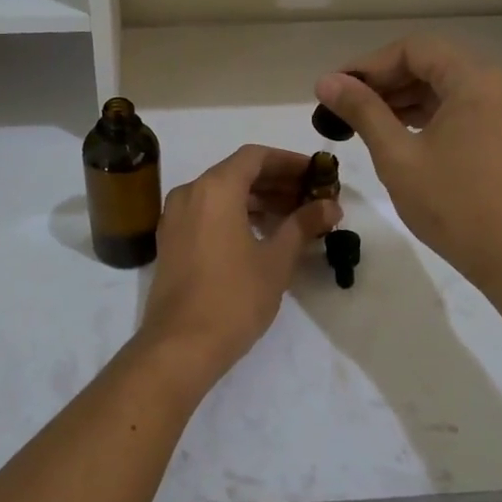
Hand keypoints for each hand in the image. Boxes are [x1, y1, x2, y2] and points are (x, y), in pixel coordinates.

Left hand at [137, 146, 341, 385]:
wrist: (180, 345)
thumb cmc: (234, 297)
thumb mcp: (276, 260)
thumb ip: (303, 225)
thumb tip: (331, 206)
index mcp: (215, 188)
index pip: (255, 157)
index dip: (288, 161)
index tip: (316, 174)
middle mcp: (190, 193)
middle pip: (237, 173)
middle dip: (276, 182)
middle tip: (310, 197)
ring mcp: (175, 217)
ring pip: (220, 194)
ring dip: (256, 199)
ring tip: (293, 217)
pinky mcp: (170, 240)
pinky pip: (206, 213)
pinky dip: (234, 214)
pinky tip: (261, 234)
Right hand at [315, 37, 501, 290]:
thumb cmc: (453, 204)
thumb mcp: (397, 155)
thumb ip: (362, 110)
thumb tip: (326, 81)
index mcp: (475, 79)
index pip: (413, 49)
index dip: (368, 65)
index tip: (335, 88)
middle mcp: (496, 82)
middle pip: (430, 62)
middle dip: (383, 80)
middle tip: (343, 105)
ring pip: (443, 84)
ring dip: (402, 97)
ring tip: (361, 120)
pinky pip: (458, 106)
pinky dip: (425, 112)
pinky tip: (394, 132)